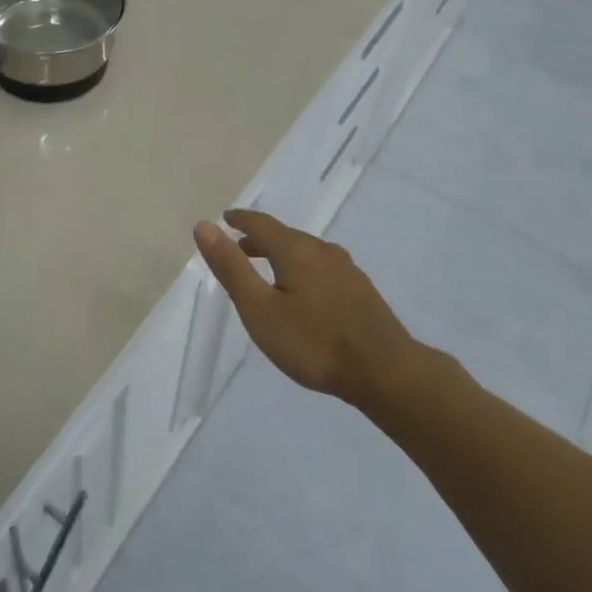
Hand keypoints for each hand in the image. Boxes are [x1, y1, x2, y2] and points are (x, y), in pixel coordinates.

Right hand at [193, 209, 419, 407]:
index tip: (225, 218)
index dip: (240, 220)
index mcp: (295, 250)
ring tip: (268, 270)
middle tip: (239, 247)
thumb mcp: (260, 309)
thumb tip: (204, 225)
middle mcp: (322, 250)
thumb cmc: (314, 342)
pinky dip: (302, 269)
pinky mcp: (361, 290)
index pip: (261, 224)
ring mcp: (346, 269)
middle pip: (285, 236)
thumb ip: (232, 267)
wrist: (386, 373)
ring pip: (306, 252)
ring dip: (282, 254)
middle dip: (260, 239)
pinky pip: (322, 268)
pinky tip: (304, 292)